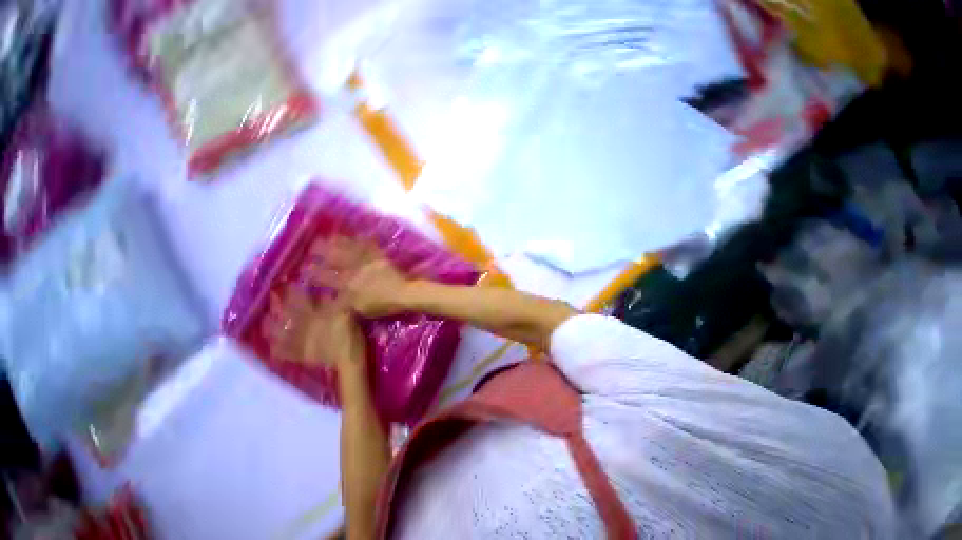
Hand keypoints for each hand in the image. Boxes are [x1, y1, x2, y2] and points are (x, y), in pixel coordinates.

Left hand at [262, 287, 366, 371]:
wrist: (347, 359)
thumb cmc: (349, 334)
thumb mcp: (345, 315)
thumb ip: (333, 304)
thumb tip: (323, 291)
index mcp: (314, 316)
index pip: (302, 301)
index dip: (294, 292)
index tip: (287, 283)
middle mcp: (303, 327)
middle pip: (288, 314)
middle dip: (280, 305)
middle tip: (271, 296)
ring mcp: (300, 342)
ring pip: (281, 332)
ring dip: (272, 326)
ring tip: (265, 320)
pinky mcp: (301, 356)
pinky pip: (285, 352)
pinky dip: (278, 349)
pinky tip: (272, 347)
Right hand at [304, 235, 411, 317]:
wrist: (403, 294)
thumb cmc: (382, 305)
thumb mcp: (359, 309)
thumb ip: (344, 302)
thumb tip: (332, 297)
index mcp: (348, 285)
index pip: (327, 277)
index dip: (314, 272)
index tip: (305, 267)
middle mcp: (355, 271)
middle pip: (336, 259)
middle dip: (323, 251)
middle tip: (313, 245)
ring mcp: (368, 263)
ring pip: (351, 250)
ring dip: (340, 243)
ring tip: (330, 236)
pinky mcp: (380, 259)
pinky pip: (370, 248)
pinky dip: (363, 241)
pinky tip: (357, 235)